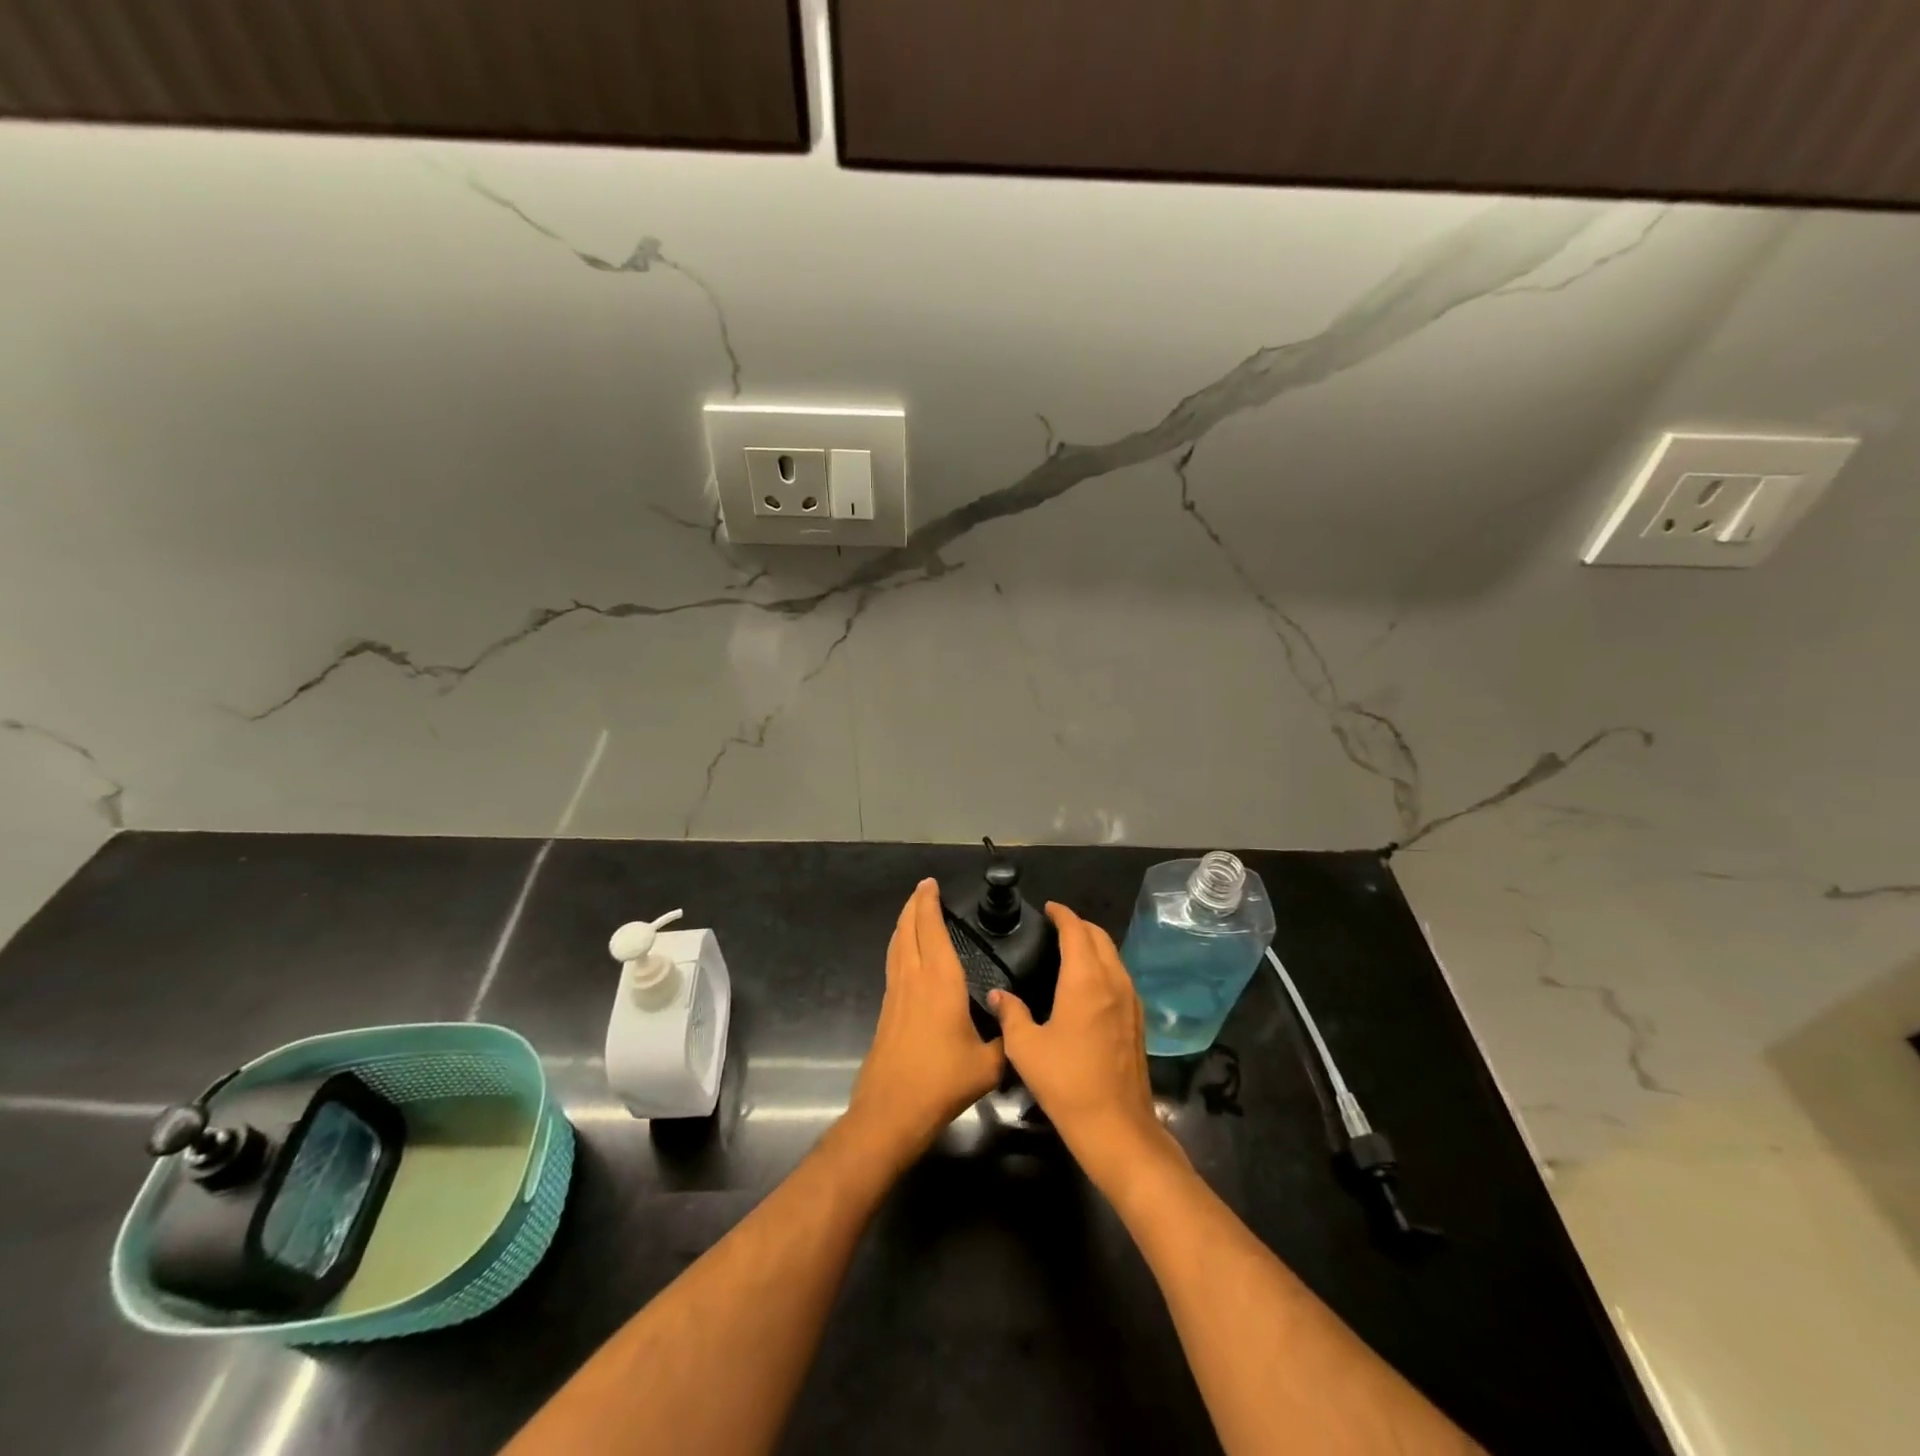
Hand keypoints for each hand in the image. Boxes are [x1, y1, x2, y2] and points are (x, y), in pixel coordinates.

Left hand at [845, 879, 1005, 1166]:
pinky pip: (894, 962)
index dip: (930, 903)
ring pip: (897, 944)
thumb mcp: (988, 1064)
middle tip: (924, 889)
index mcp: (940, 980)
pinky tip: (906, 952)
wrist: (893, 1108)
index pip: (932, 929)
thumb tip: (1016, 1026)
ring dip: (904, 922)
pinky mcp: (887, 1008)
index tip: (931, 884)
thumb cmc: (942, 1080)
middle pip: (908, 929)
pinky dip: (900, 944)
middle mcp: (914, 977)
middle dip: (914, 904)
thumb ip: (1006, 1040)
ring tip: (913, 910)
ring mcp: (896, 992)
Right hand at [990, 903, 1179, 1193]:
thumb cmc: (1066, 1082)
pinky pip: (1120, 976)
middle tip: (1056, 925)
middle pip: (1099, 937)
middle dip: (1079, 925)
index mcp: (1085, 979)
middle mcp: (1112, 981)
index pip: (1075, 930)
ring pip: (1113, 956)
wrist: (1116, 1126)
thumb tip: (998, 995)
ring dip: (1094, 944)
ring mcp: (1130, 1000)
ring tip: (1070, 948)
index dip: (1062, 914)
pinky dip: (1104, 965)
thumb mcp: (1026, 1048)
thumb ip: (1011, 1014)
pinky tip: (1089, 982)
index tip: (1048, 908)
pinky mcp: (1137, 1020)